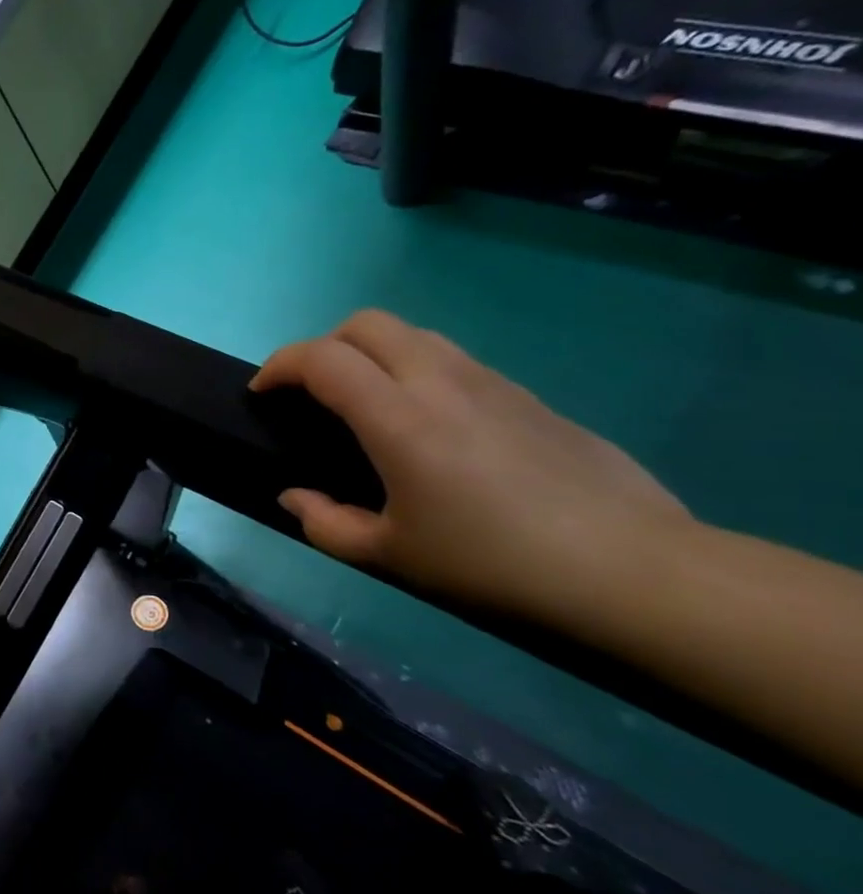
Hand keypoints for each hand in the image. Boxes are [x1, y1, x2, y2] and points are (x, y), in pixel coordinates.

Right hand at [250, 311, 691, 620]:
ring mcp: (491, 382)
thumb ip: (325, 522)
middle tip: (311, 391)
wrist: (632, 569)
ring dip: (372, 354)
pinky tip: (428, 426)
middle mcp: (440, 381)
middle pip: (367, 324)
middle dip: (323, 346)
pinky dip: (417, 372)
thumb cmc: (493, 563)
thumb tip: (295, 497)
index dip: (279, 366)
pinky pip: (454, 361)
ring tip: (365, 404)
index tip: (262, 393)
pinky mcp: (529, 397)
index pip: (321, 358)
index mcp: (398, 417)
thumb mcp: (389, 555)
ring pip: (414, 335)